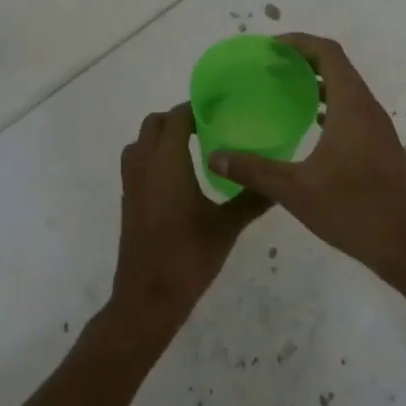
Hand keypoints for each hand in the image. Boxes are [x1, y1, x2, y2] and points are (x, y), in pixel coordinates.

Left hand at [110, 102, 267, 329]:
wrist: (148, 296)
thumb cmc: (189, 256)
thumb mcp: (227, 226)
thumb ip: (252, 199)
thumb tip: (278, 181)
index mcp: (167, 161)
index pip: (177, 117)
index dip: (196, 108)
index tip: (220, 109)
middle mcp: (144, 164)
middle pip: (155, 124)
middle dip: (178, 119)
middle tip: (209, 128)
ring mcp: (131, 182)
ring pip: (141, 142)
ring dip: (162, 136)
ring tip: (193, 148)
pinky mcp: (128, 199)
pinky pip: (137, 161)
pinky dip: (153, 156)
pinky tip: (178, 176)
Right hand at [207, 33, 405, 283]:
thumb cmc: (355, 210)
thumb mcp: (296, 190)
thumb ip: (254, 170)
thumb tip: (214, 156)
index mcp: (352, 105)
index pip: (328, 53)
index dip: (299, 42)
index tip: (269, 47)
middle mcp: (367, 108)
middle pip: (337, 66)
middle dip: (303, 60)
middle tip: (268, 67)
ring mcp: (377, 129)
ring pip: (345, 90)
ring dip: (317, 83)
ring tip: (282, 91)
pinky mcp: (379, 148)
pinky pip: (351, 111)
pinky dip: (328, 106)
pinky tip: (307, 126)